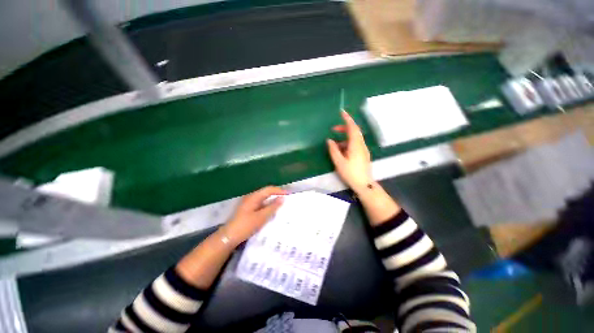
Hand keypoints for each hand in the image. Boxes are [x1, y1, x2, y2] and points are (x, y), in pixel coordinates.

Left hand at [222, 186, 285, 244]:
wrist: (229, 237)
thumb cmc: (245, 226)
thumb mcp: (261, 217)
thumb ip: (272, 207)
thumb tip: (282, 198)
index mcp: (254, 197)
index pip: (269, 189)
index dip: (279, 191)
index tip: (289, 194)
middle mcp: (251, 197)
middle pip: (266, 193)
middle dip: (277, 195)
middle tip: (286, 200)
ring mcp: (249, 203)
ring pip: (264, 199)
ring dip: (272, 201)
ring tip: (281, 205)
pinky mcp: (248, 210)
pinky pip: (261, 205)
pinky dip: (268, 206)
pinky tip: (272, 211)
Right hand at [327, 110, 372, 192]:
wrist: (364, 184)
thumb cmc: (350, 173)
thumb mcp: (339, 162)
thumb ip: (333, 150)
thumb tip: (329, 140)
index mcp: (355, 145)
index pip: (352, 127)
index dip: (347, 119)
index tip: (341, 112)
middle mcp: (361, 144)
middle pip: (354, 131)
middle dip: (344, 127)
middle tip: (333, 129)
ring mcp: (363, 149)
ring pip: (355, 138)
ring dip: (345, 137)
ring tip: (335, 143)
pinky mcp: (363, 154)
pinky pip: (355, 144)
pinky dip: (347, 143)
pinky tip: (341, 150)